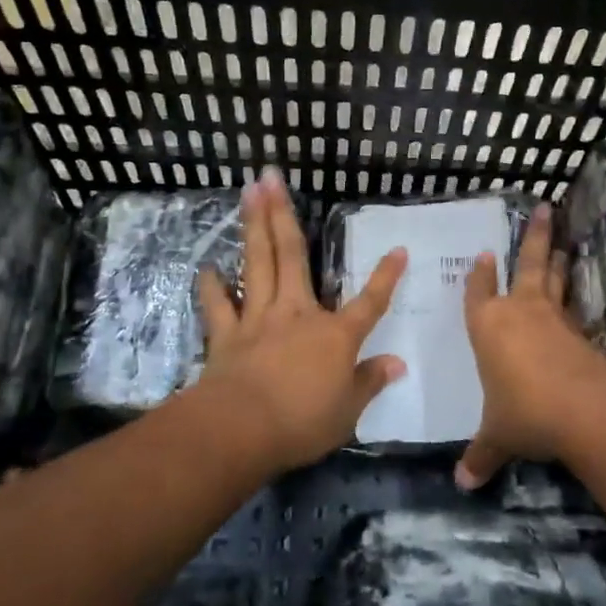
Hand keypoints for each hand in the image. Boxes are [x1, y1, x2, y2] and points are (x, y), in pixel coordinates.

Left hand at [196, 168, 406, 472]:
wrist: (241, 428)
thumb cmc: (302, 421)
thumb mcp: (347, 411)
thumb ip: (370, 382)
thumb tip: (398, 365)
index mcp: (335, 334)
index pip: (370, 302)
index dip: (387, 277)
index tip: (398, 249)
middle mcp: (297, 314)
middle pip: (293, 256)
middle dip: (285, 214)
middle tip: (272, 177)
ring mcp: (258, 319)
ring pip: (257, 263)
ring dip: (253, 226)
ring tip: (249, 193)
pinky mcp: (227, 334)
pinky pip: (218, 303)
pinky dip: (212, 285)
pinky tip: (207, 267)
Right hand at [457, 203, 605, 489]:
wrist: (583, 409)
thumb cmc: (524, 412)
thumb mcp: (498, 436)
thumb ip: (481, 455)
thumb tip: (463, 485)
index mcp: (489, 326)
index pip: (479, 292)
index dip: (480, 275)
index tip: (484, 254)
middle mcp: (520, 312)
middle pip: (527, 265)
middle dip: (534, 237)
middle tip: (544, 208)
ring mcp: (554, 318)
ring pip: (554, 278)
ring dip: (557, 257)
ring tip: (561, 238)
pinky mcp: (580, 332)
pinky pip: (572, 307)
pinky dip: (572, 297)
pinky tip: (574, 300)